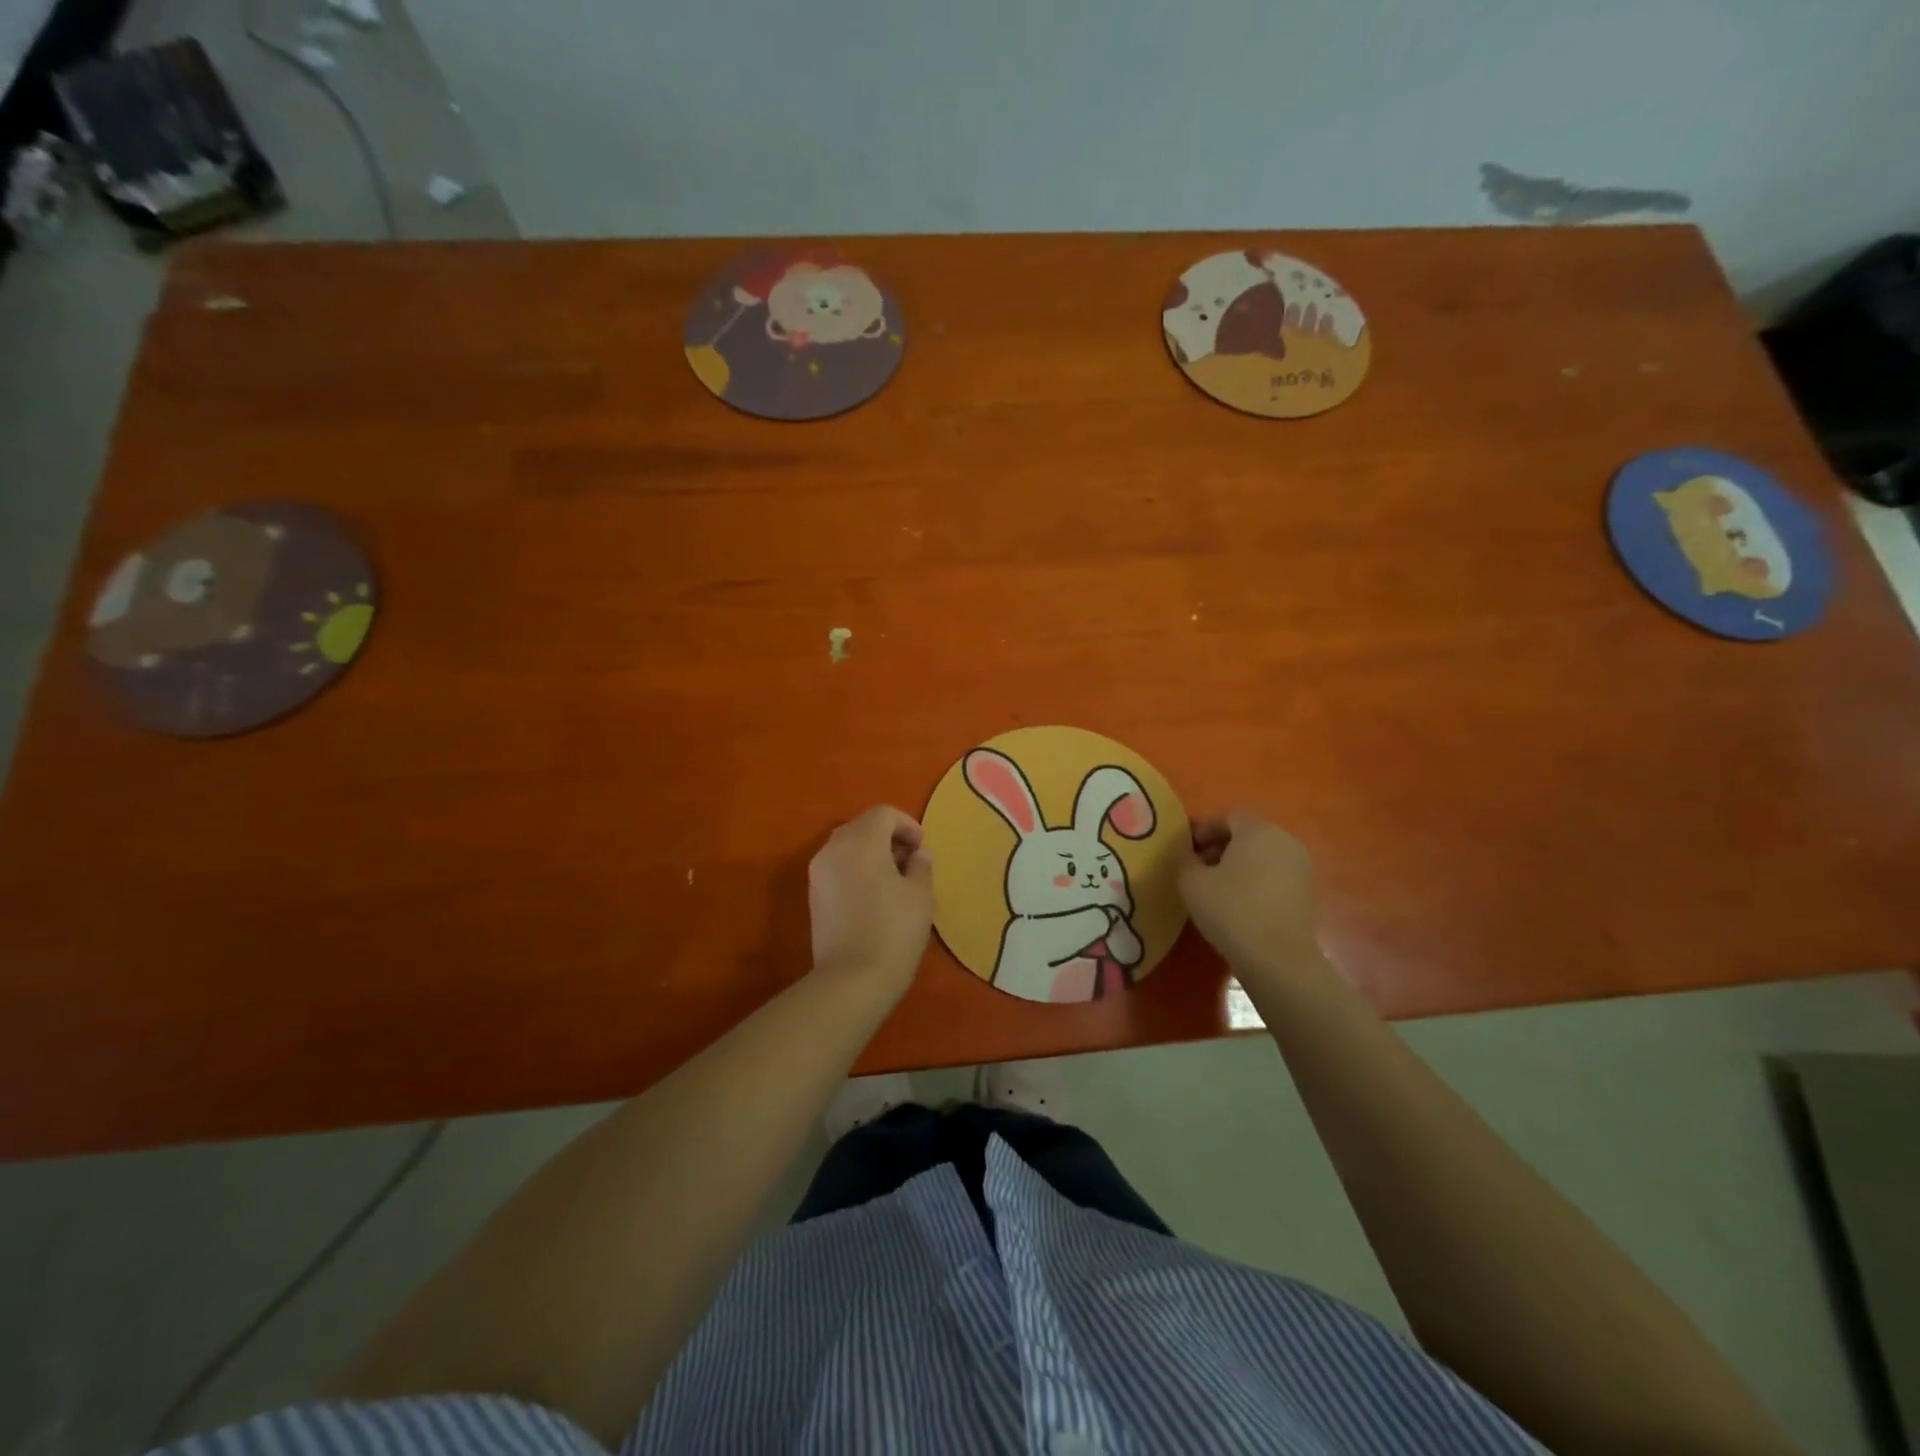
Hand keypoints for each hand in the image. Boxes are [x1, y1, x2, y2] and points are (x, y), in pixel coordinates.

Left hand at [808, 805, 933, 995]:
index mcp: (860, 841)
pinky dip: (857, 869)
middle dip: (888, 837)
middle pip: (862, 826)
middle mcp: (833, 848)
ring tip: (894, 879)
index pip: (884, 814)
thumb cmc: (893, 931)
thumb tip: (917, 855)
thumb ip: (921, 866)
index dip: (908, 825)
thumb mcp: (921, 895)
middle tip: (911, 861)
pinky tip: (874, 895)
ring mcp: (818, 872)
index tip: (922, 848)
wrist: (851, 980)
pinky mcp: (814, 895)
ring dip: (871, 853)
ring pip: (847, 846)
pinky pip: (838, 867)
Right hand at [1178, 810, 1322, 985]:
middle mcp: (1285, 841)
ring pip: (1262, 855)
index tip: (1187, 850)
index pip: (1229, 817)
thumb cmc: (1230, 910)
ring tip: (1216, 888)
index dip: (1204, 830)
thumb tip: (1186, 852)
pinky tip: (1238, 903)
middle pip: (1248, 834)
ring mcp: (1300, 867)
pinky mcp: (1306, 893)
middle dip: (1221, 846)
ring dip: (1238, 864)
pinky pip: (1274, 875)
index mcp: (1258, 830)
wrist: (1277, 958)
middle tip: (1198, 867)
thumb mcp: (1191, 882)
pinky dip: (1255, 880)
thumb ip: (1184, 858)